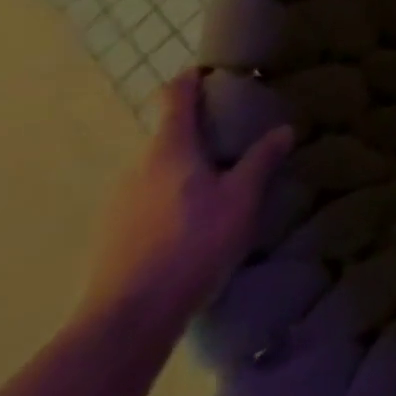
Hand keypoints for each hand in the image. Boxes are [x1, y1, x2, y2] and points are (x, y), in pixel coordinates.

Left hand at [82, 69, 293, 331]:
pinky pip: (148, 198)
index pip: (175, 96)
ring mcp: (119, 202)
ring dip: (186, 166)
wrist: (127, 321)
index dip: (192, 79)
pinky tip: (194, 222)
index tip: (215, 73)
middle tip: (235, 136)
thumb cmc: (191, 245)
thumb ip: (261, 161)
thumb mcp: (241, 200)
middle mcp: (138, 166)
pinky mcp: (113, 234)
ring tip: (220, 182)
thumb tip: (283, 128)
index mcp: (169, 148)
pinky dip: (172, 195)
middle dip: (199, 129)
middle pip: (168, 133)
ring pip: (158, 168)